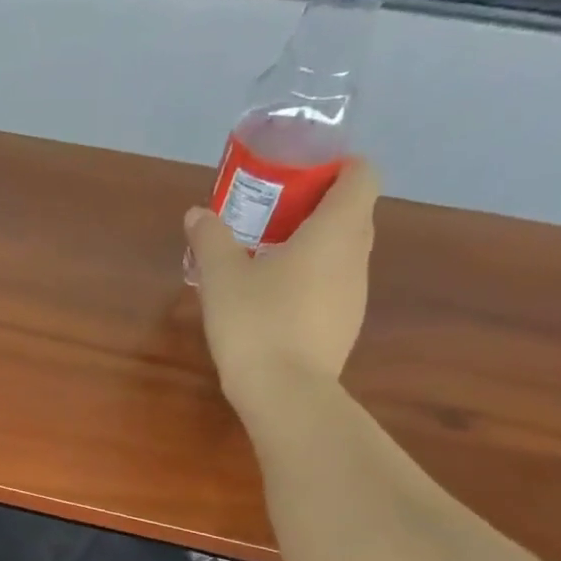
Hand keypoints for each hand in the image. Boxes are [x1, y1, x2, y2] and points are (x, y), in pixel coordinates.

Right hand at [184, 159, 379, 420]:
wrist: (284, 393)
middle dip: (316, 208)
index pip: (362, 175)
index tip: (299, 177)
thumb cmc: (257, 322)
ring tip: (266, 262)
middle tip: (271, 218)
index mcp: (336, 230)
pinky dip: (310, 283)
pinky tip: (273, 304)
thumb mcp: (221, 277)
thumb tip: (197, 213)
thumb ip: (210, 239)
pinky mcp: (343, 327)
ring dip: (312, 248)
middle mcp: (356, 256)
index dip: (336, 167)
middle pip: (351, 214)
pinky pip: (331, 288)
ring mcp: (354, 295)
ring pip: (341, 254)